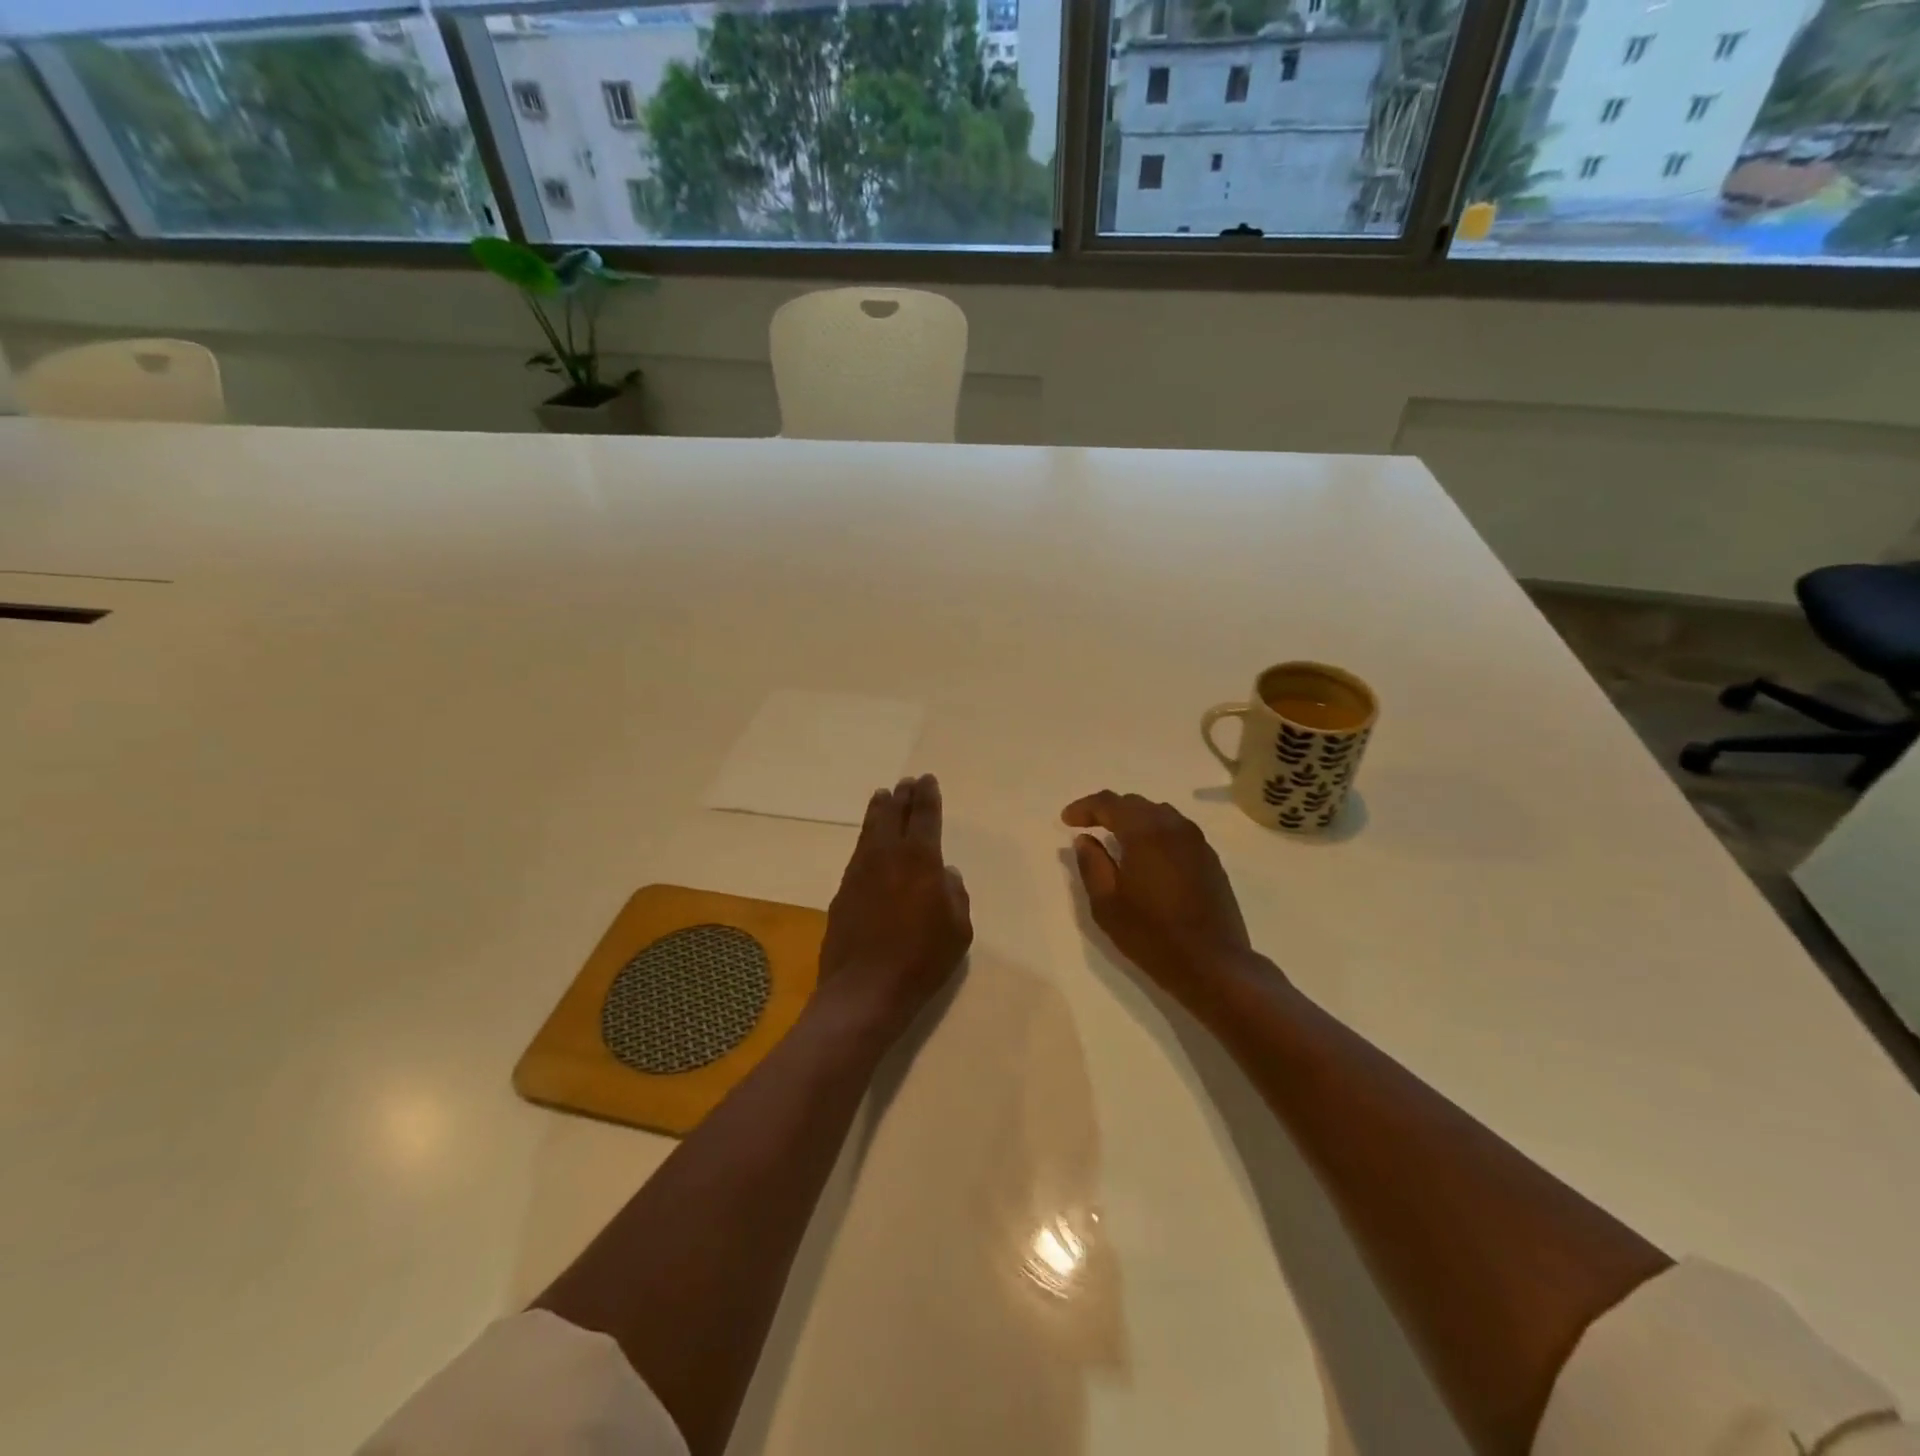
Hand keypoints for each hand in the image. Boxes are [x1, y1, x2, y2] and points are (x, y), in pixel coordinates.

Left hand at [818, 774, 972, 1041]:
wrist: (864, 989)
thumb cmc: (922, 959)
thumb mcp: (958, 930)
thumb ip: (956, 895)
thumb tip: (946, 875)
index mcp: (920, 859)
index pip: (925, 817)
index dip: (927, 796)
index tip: (927, 780)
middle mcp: (887, 856)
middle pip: (894, 815)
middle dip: (902, 797)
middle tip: (905, 783)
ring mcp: (860, 872)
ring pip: (870, 831)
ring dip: (879, 811)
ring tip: (883, 796)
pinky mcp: (842, 892)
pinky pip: (858, 854)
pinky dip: (866, 840)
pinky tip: (869, 843)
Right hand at [1062, 791, 1259, 1009]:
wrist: (1212, 963)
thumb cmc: (1151, 934)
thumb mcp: (1106, 903)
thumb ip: (1091, 864)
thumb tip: (1085, 840)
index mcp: (1146, 832)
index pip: (1110, 803)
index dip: (1085, 807)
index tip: (1066, 820)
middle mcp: (1174, 827)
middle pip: (1136, 804)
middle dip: (1109, 810)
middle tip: (1087, 826)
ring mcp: (1197, 842)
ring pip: (1160, 814)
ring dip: (1134, 820)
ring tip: (1116, 839)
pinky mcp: (1210, 860)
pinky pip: (1177, 831)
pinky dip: (1156, 833)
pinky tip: (1147, 856)